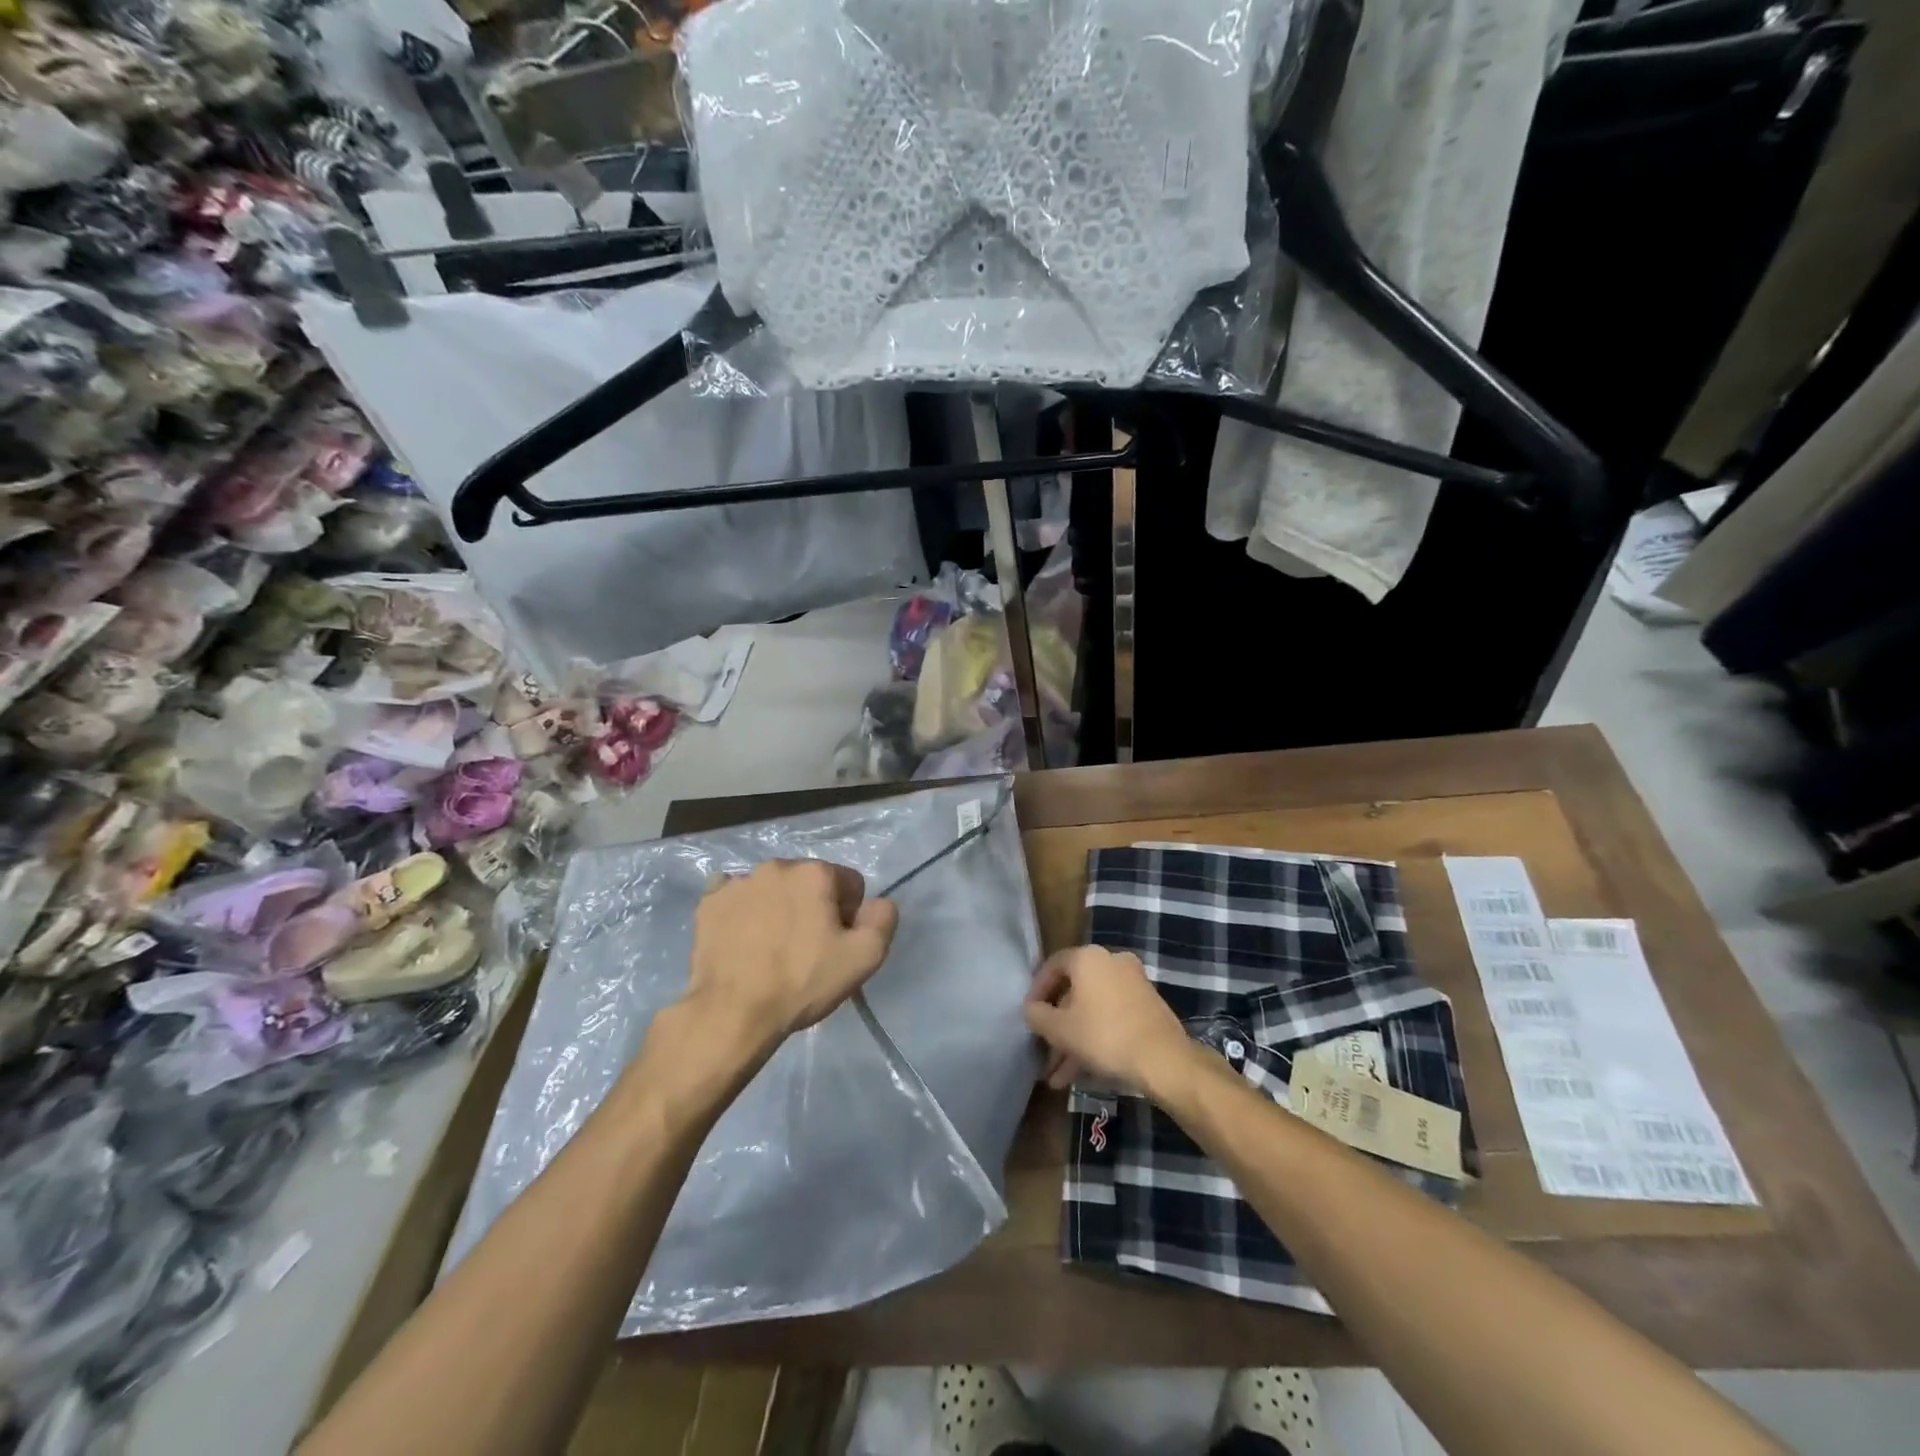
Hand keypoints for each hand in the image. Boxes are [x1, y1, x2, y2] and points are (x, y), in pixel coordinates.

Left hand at [685, 859, 898, 1053]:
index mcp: (815, 873)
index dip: (850, 915)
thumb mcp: (864, 957)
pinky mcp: (709, 903)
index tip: (837, 945)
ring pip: (773, 890)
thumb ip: (883, 919)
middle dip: (813, 908)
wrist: (731, 1013)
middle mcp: (776, 866)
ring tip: (772, 949)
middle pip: (809, 883)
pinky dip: (744, 914)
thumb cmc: (802, 982)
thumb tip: (878, 903)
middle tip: (807, 950)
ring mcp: (738, 882)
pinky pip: (736, 899)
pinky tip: (744, 941)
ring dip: (779, 909)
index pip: (850, 883)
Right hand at [1024, 946, 1192, 1094]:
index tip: (1029, 1015)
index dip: (1036, 991)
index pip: (1053, 966)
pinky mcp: (1147, 1006)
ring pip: (1093, 1009)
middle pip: (1074, 992)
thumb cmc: (1104, 1036)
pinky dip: (1096, 1038)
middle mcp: (1112, 961)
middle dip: (1057, 1025)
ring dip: (1074, 1040)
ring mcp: (1133, 983)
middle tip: (1044, 1050)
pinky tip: (1082, 1073)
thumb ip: (1037, 1015)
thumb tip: (1032, 1010)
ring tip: (1057, 1077)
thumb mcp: (1059, 1029)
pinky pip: (1111, 1017)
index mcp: (1088, 958)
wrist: (1163, 1059)